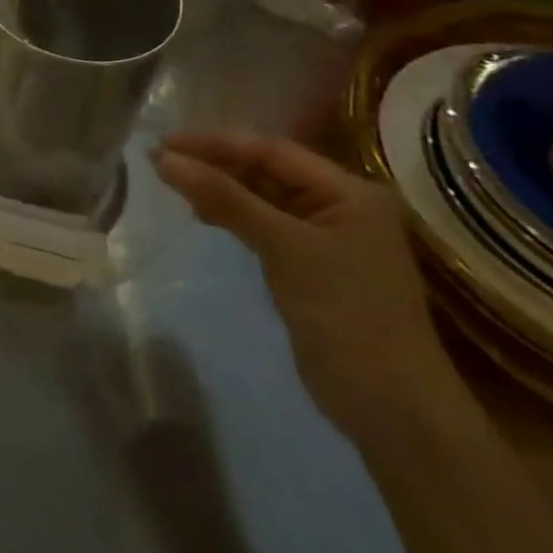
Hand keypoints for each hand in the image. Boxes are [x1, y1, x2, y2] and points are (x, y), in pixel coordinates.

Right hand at [154, 133, 462, 443]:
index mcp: (350, 192)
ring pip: (260, 196)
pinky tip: (201, 214)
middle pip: (265, 170)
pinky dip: (230, 214)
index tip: (165, 143)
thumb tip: (163, 159)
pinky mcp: (308, 264)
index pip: (271, 151)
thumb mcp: (283, 248)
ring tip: (172, 184)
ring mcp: (325, 236)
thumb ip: (224, 199)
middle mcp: (340, 205)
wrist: (391, 409)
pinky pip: (261, 223)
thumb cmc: (346, 314)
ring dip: (218, 189)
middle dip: (214, 164)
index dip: (216, 143)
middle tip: (160, 162)